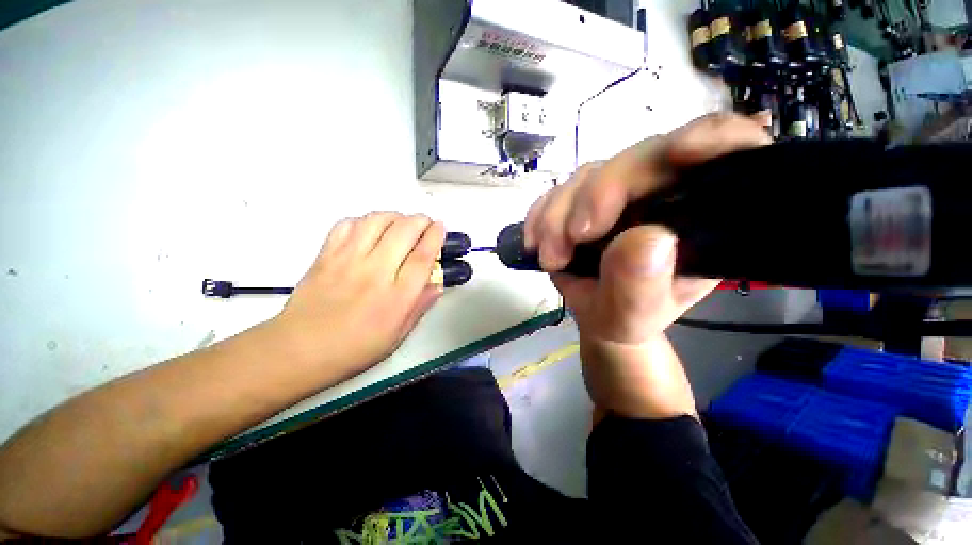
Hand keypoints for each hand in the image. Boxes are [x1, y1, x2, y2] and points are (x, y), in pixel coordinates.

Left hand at [273, 213, 445, 379]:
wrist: (300, 350)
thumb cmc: (355, 349)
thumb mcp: (397, 335)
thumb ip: (419, 307)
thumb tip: (437, 285)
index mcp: (397, 298)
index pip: (422, 257)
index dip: (435, 237)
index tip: (440, 226)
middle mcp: (375, 273)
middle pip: (403, 232)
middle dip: (419, 220)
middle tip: (425, 223)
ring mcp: (348, 261)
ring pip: (376, 221)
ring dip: (394, 216)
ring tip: (400, 223)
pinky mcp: (326, 255)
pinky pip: (347, 225)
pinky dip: (364, 220)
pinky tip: (370, 229)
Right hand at [525, 113, 771, 344]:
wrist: (596, 314)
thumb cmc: (626, 317)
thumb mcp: (636, 315)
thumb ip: (642, 286)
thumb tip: (645, 239)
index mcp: (700, 216)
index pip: (729, 153)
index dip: (715, 137)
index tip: (682, 152)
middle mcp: (662, 193)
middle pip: (640, 159)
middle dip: (598, 195)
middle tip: (574, 237)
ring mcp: (618, 193)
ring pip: (589, 175)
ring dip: (559, 215)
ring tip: (552, 259)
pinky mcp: (582, 199)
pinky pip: (557, 191)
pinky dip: (541, 215)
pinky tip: (536, 242)